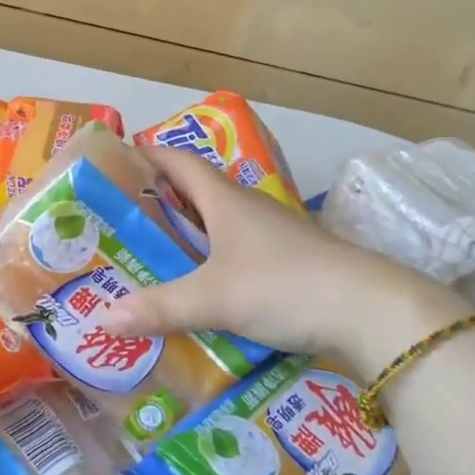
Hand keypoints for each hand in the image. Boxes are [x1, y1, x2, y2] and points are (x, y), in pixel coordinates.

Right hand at [102, 146, 468, 378]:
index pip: (181, 162)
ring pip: (221, 225)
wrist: (371, 311)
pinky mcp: (293, 263)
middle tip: (124, 216)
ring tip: (154, 253)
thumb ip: (159, 308)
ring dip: (190, 232)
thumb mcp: (214, 298)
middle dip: (162, 198)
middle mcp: (249, 210)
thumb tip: (103, 320)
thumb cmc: (284, 285)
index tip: (121, 156)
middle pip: (198, 192)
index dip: (150, 154)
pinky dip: (215, 260)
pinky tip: (204, 286)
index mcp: (226, 201)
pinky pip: (240, 252)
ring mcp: (276, 236)